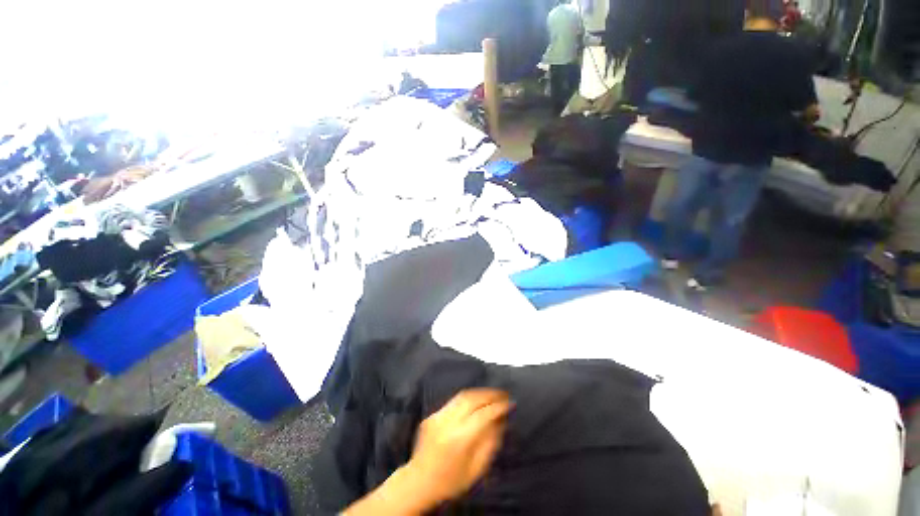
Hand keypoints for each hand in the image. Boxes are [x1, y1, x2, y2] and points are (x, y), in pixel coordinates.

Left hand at [403, 389, 511, 508]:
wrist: (419, 482)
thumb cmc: (451, 481)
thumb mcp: (476, 469)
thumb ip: (490, 443)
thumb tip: (500, 420)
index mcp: (460, 439)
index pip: (483, 415)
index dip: (498, 406)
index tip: (510, 403)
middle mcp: (448, 422)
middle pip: (472, 399)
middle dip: (489, 394)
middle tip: (502, 394)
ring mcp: (438, 416)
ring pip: (462, 396)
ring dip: (479, 393)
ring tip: (491, 394)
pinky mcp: (432, 415)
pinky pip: (453, 401)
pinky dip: (467, 398)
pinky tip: (475, 401)